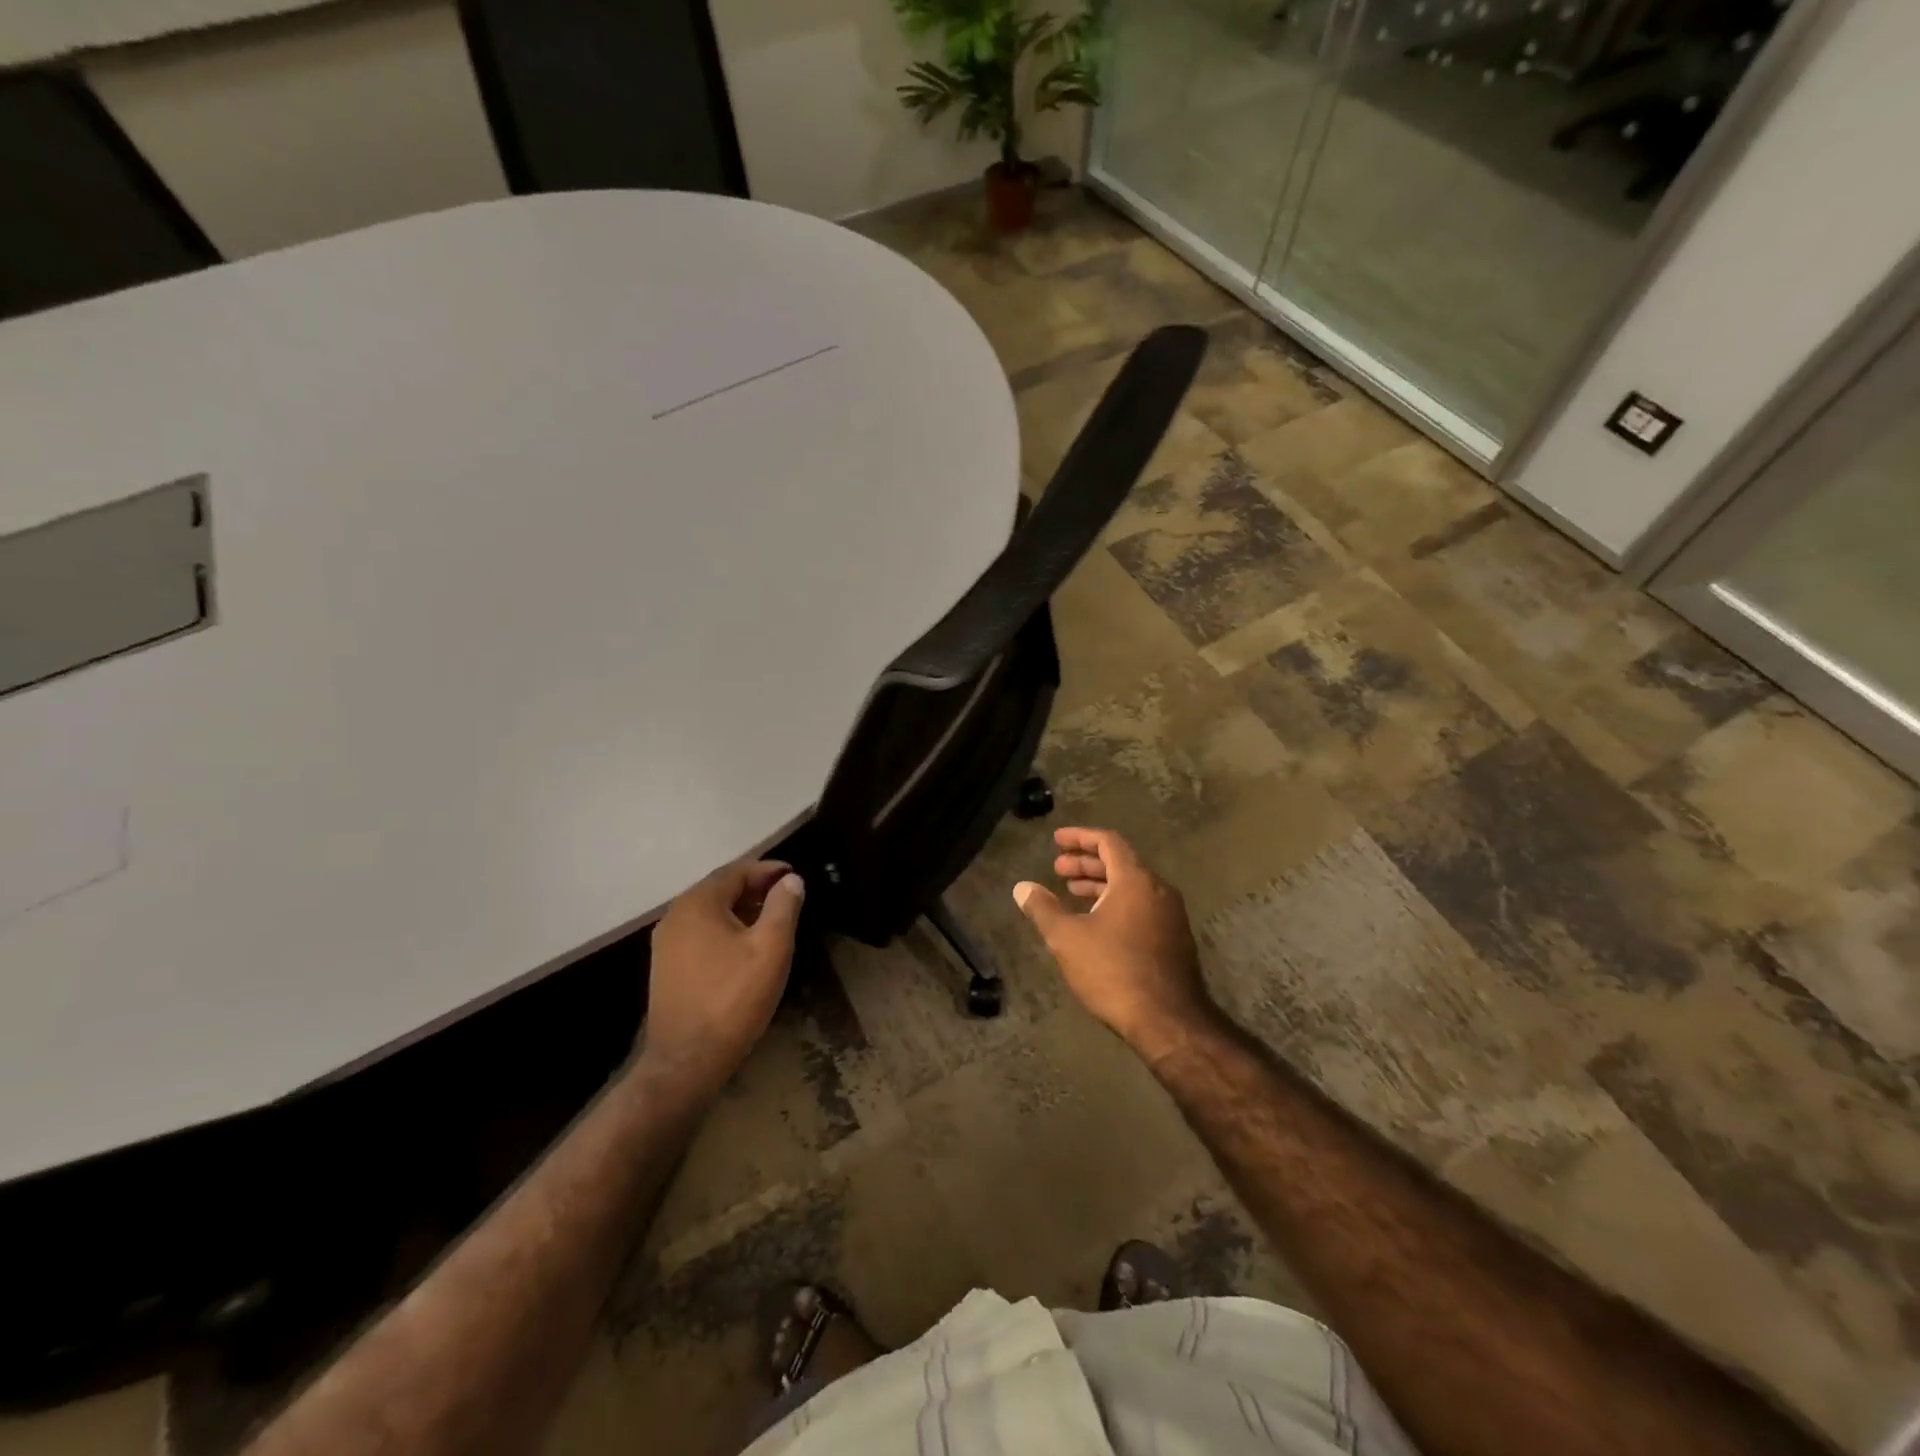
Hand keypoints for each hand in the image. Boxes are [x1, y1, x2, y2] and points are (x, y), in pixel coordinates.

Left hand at [642, 859, 804, 1093]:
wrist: (687, 1061)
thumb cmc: (734, 998)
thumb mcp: (771, 947)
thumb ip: (783, 906)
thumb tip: (791, 880)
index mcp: (697, 904)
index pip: (736, 871)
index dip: (768, 870)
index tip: (794, 875)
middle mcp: (675, 916)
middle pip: (720, 889)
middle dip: (754, 888)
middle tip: (786, 896)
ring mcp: (666, 943)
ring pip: (709, 912)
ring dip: (740, 909)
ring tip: (771, 919)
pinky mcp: (666, 967)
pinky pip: (699, 933)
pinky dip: (724, 928)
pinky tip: (743, 946)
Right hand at [1013, 827, 1212, 1054]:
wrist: (1168, 1021)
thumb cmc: (1113, 971)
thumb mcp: (1067, 938)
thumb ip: (1043, 908)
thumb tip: (1022, 887)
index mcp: (1135, 880)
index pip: (1108, 842)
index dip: (1080, 837)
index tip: (1057, 840)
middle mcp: (1158, 890)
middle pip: (1120, 862)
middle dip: (1087, 862)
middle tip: (1058, 869)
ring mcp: (1171, 915)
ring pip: (1131, 887)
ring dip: (1100, 884)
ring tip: (1072, 892)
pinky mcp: (1175, 939)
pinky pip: (1141, 906)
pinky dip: (1116, 903)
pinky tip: (1097, 923)